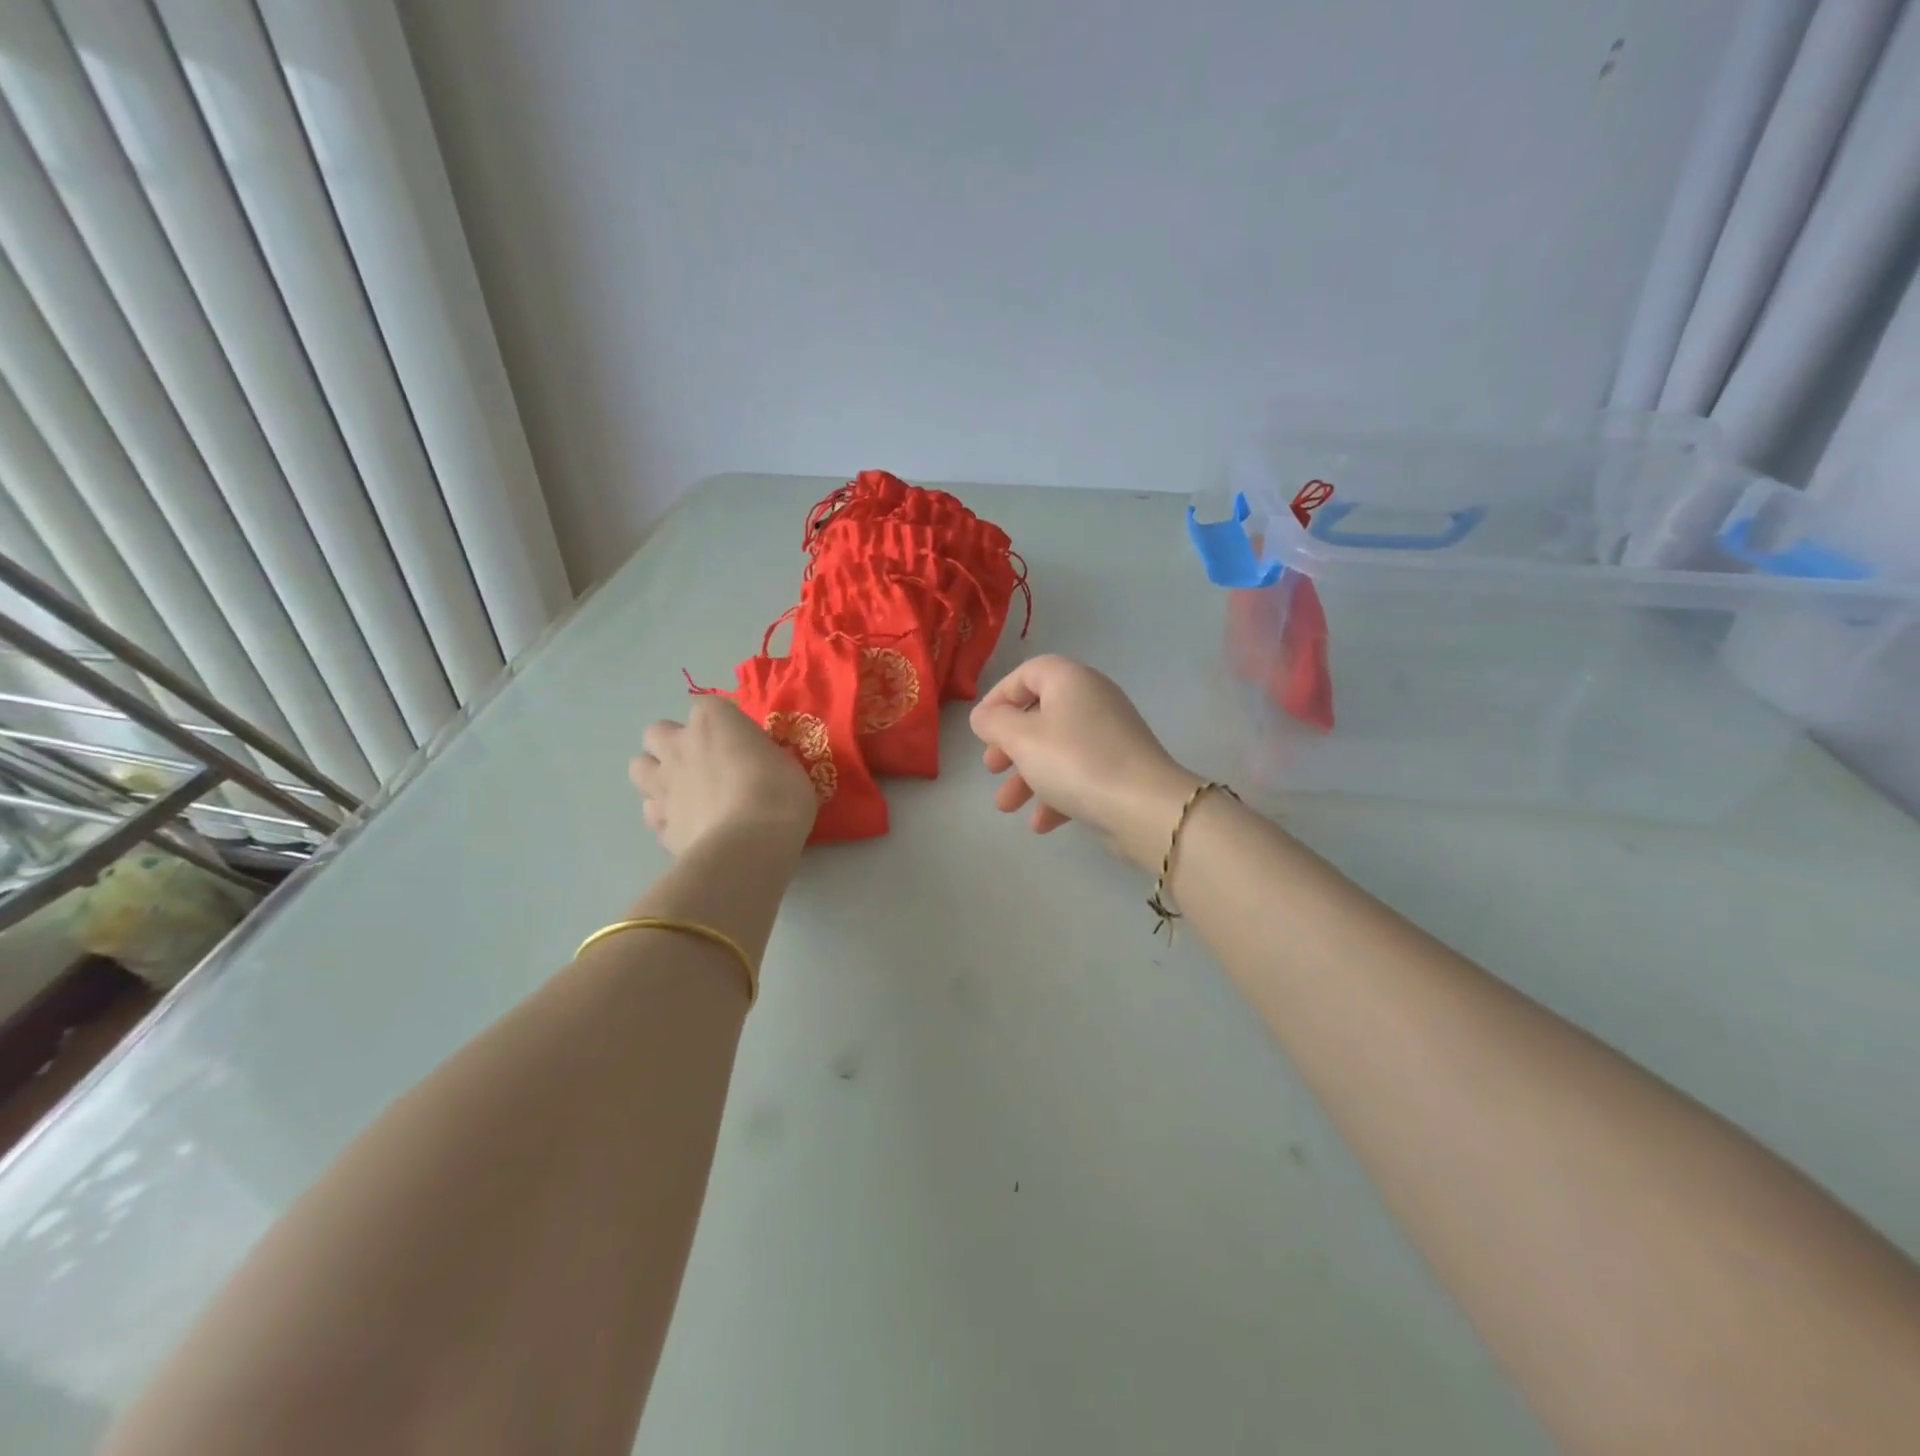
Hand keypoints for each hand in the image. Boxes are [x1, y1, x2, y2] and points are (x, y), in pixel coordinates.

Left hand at [629, 695, 816, 857]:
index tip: (741, 742)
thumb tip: (757, 763)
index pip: (708, 706)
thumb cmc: (779, 795)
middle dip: (674, 744)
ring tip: (686, 792)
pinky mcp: (660, 824)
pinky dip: (667, 817)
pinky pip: (654, 813)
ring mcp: (663, 785)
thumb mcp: (787, 764)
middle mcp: (679, 746)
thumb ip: (762, 756)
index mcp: (713, 721)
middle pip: (657, 732)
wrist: (748, 846)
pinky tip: (690, 826)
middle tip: (703, 763)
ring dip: (658, 776)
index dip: (722, 724)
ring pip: (639, 768)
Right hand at [969, 655, 1202, 869]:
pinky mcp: (1121, 769)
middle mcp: (1093, 700)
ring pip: (1057, 749)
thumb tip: (983, 716)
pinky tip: (1040, 824)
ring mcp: (1110, 736)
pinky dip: (1057, 793)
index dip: (999, 696)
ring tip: (1006, 806)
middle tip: (991, 767)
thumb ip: (995, 722)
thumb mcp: (1021, 738)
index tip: (980, 727)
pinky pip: (1079, 774)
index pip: (1028, 673)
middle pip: (1041, 714)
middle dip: (1010, 745)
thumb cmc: (1074, 761)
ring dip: (1027, 776)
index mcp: (1071, 680)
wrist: (1143, 807)